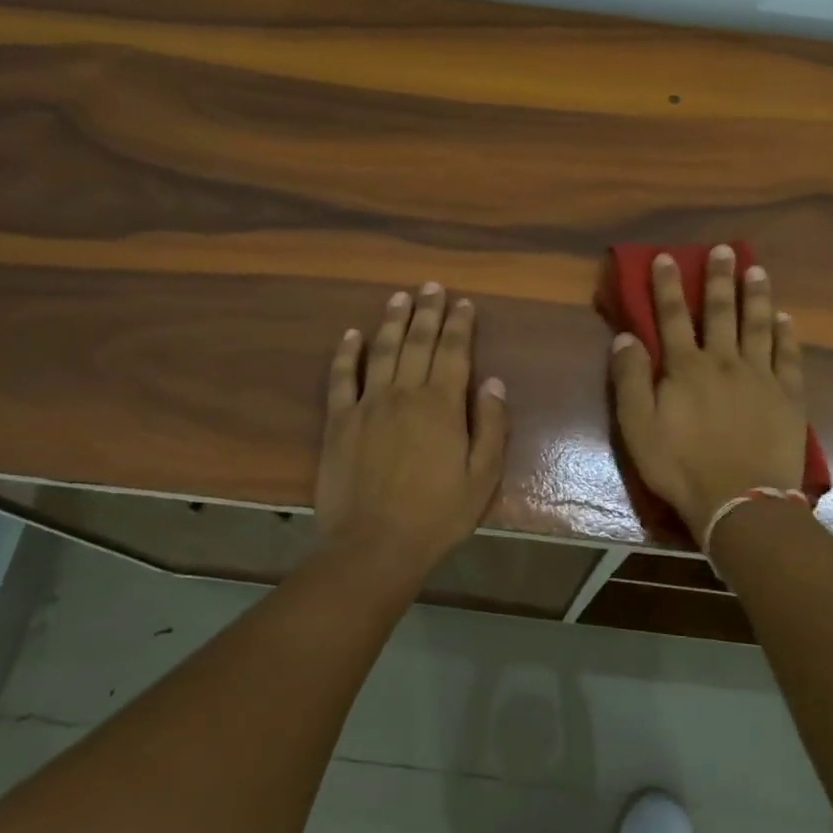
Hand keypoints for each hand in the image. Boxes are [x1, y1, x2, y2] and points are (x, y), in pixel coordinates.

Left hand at [315, 283, 508, 579]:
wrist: (374, 546)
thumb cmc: (437, 515)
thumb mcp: (482, 477)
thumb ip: (491, 426)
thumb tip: (493, 382)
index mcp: (442, 405)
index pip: (454, 352)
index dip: (459, 324)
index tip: (463, 303)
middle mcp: (405, 394)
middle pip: (417, 342)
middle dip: (427, 311)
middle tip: (431, 286)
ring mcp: (368, 405)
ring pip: (381, 351)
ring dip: (391, 321)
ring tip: (399, 297)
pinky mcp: (339, 421)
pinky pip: (341, 378)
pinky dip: (346, 354)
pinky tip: (351, 334)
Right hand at [610, 248, 807, 546]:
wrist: (740, 502)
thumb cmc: (681, 467)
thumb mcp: (638, 428)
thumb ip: (630, 380)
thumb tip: (625, 337)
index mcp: (686, 368)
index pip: (672, 316)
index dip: (667, 285)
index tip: (667, 256)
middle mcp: (724, 361)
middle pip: (720, 311)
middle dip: (719, 278)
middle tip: (724, 250)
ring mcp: (760, 376)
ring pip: (758, 325)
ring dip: (756, 296)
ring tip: (757, 270)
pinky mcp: (788, 396)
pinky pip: (789, 356)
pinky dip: (787, 334)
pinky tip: (786, 318)